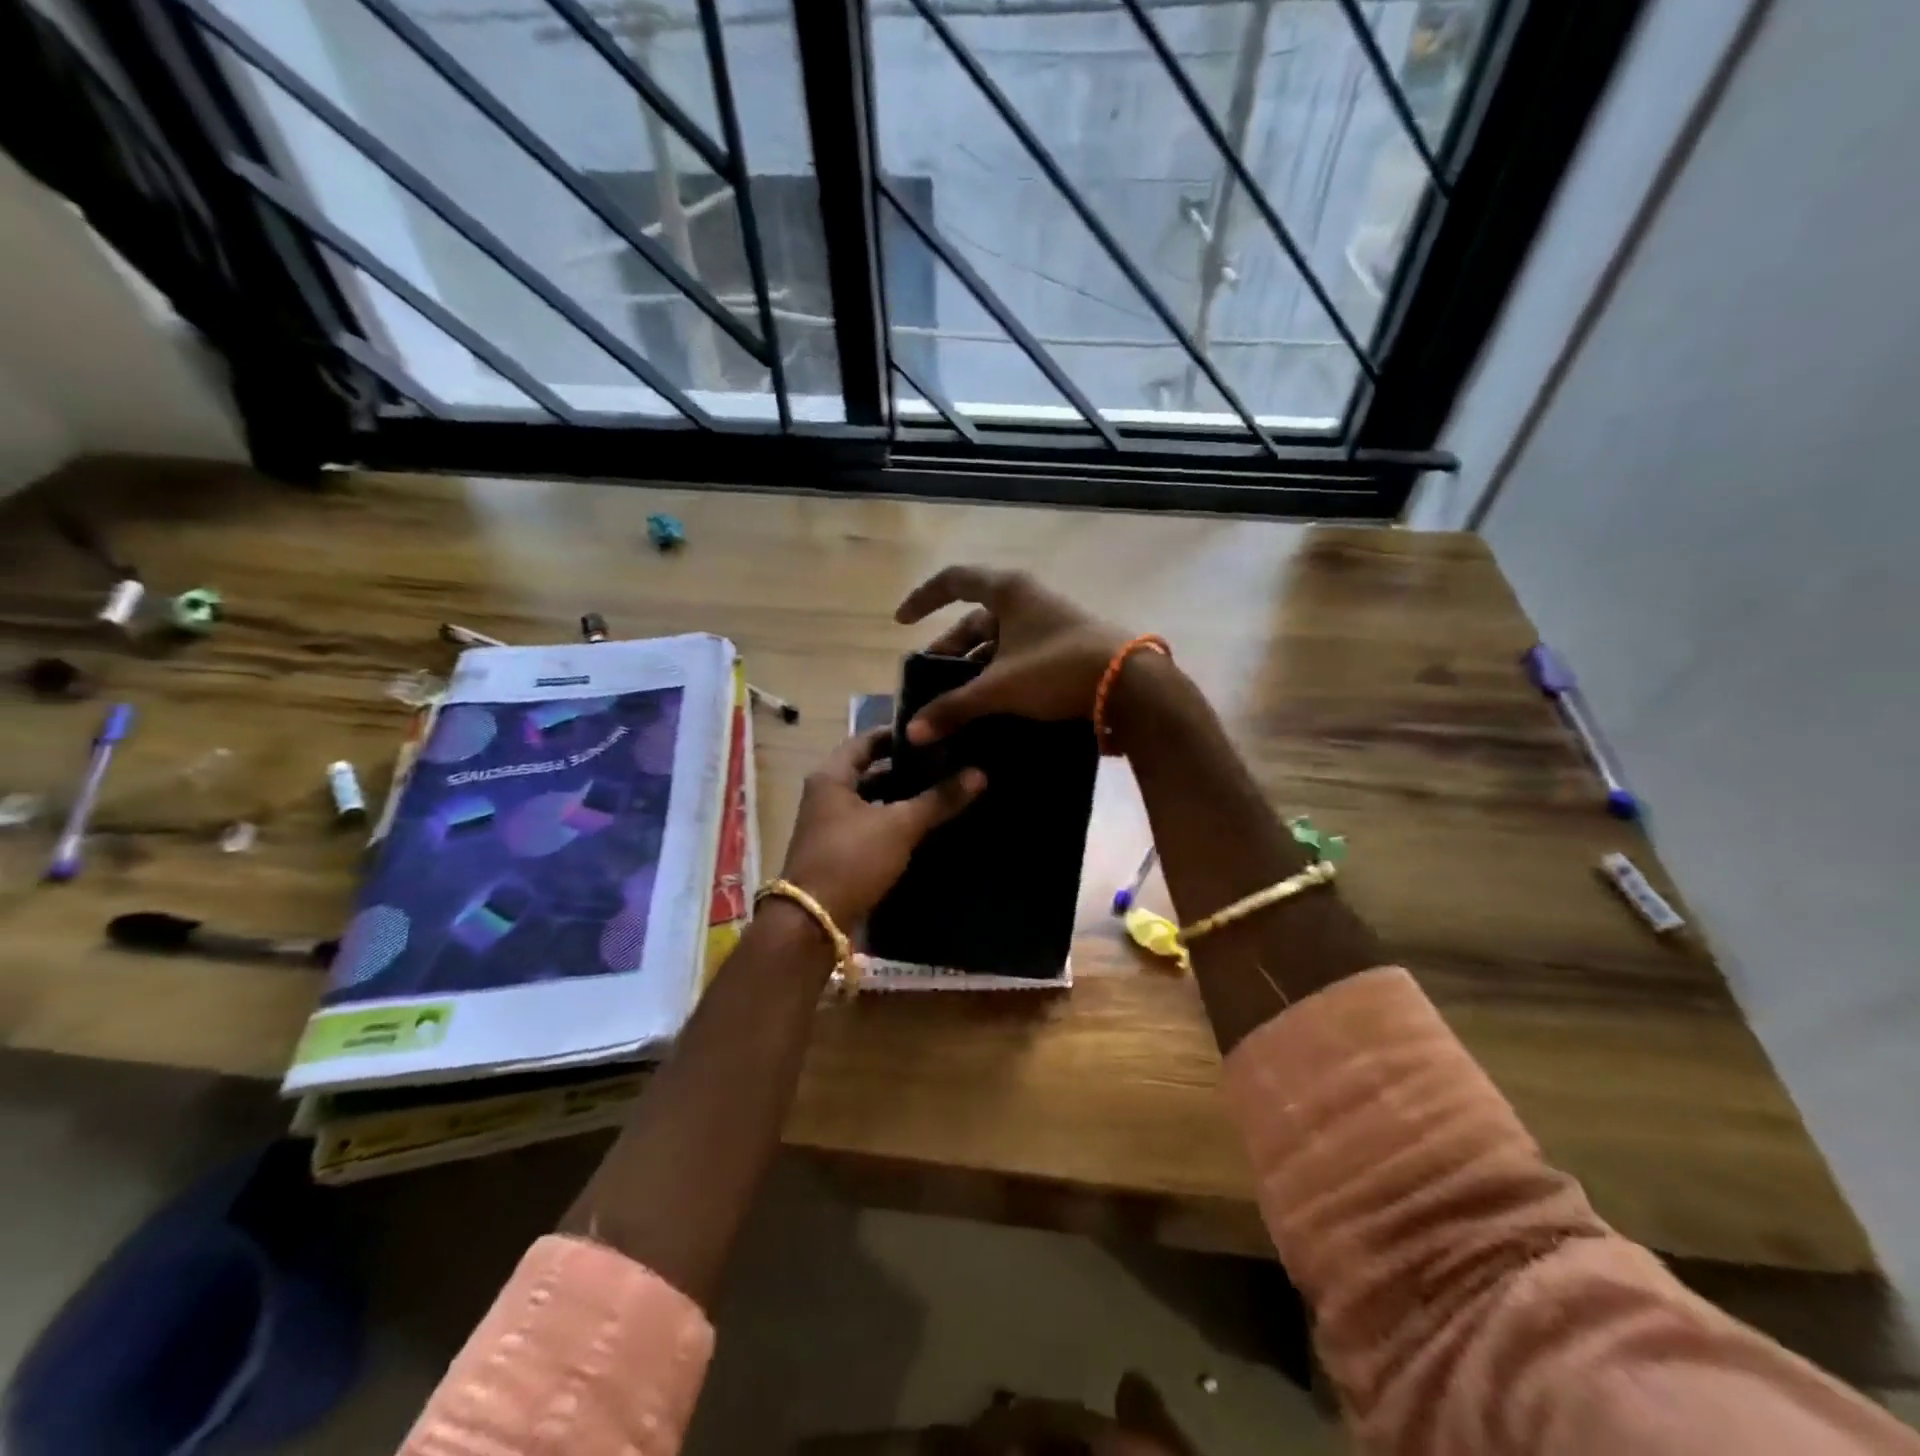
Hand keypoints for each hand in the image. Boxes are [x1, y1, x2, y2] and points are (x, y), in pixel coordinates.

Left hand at [779, 728, 985, 928]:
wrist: (813, 921)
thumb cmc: (852, 859)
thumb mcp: (899, 826)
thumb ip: (938, 800)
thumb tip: (979, 774)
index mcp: (831, 777)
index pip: (865, 741)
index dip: (896, 735)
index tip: (931, 733)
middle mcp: (825, 796)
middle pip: (868, 772)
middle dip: (904, 769)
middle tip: (944, 762)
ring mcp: (829, 826)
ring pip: (871, 802)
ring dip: (900, 798)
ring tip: (940, 792)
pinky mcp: (838, 853)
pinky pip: (870, 827)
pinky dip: (893, 823)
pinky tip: (924, 827)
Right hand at [894, 565, 1128, 743]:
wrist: (1129, 685)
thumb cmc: (1057, 669)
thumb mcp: (1000, 688)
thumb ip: (954, 707)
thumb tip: (913, 732)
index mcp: (1008, 591)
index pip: (954, 581)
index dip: (923, 599)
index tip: (902, 623)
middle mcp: (1027, 599)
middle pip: (975, 619)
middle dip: (950, 649)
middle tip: (932, 680)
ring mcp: (1049, 622)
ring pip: (999, 640)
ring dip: (975, 666)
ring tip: (957, 698)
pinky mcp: (1065, 646)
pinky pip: (1020, 654)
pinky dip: (1000, 673)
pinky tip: (992, 702)